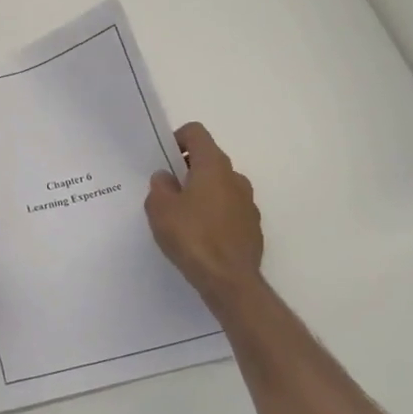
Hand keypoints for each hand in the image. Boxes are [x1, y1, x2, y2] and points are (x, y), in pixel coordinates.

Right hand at [146, 122, 263, 305]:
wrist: (229, 280)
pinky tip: (200, 237)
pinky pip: (229, 209)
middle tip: (167, 191)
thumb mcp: (160, 209)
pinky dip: (214, 214)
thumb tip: (166, 178)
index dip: (177, 139)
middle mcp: (235, 178)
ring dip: (202, 193)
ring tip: (182, 217)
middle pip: (209, 159)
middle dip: (187, 169)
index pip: (197, 133)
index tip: (164, 159)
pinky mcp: (252, 226)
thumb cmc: (192, 237)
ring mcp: (248, 203)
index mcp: (214, 166)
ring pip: (220, 186)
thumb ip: (160, 186)